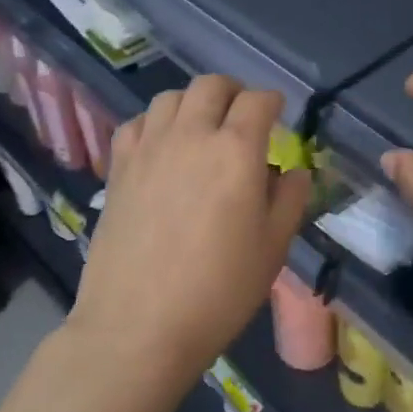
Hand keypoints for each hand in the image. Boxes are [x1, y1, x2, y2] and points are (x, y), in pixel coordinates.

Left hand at [71, 75, 310, 388]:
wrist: (139, 326)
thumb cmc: (219, 291)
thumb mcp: (273, 248)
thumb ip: (289, 200)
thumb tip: (294, 171)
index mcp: (236, 151)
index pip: (258, 101)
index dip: (273, 102)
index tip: (278, 114)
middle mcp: (190, 136)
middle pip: (211, 86)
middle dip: (234, 92)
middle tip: (243, 116)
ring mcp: (148, 149)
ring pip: (170, 97)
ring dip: (194, 103)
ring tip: (202, 128)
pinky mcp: (118, 169)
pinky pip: (135, 124)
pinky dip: (154, 124)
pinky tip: (162, 148)